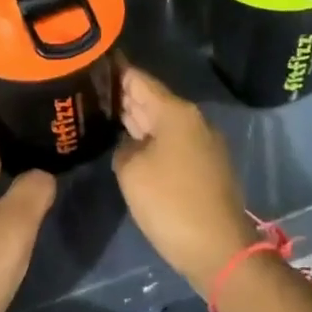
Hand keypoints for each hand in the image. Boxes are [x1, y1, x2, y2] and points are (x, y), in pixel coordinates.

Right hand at [112, 65, 257, 289]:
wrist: (219, 248)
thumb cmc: (171, 203)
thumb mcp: (131, 172)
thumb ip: (123, 147)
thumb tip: (130, 143)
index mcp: (176, 112)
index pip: (140, 79)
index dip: (116, 71)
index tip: (94, 62)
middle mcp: (193, 119)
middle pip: (153, 98)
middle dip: (125, 95)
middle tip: (91, 89)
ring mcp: (203, 142)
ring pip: (164, 121)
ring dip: (138, 118)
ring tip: (105, 113)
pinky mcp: (206, 165)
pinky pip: (173, 141)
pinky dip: (152, 139)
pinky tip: (132, 146)